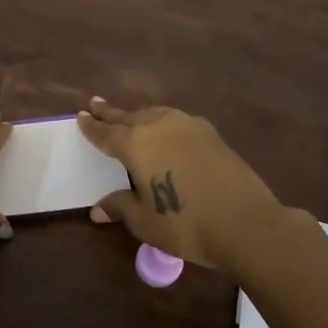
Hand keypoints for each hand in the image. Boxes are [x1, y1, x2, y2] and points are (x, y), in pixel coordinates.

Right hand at [78, 97, 287, 271]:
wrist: (246, 222)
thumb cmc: (186, 224)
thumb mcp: (145, 221)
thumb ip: (120, 207)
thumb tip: (97, 210)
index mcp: (136, 144)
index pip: (106, 133)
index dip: (92, 126)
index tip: (80, 115)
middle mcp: (158, 126)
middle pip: (128, 116)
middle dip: (110, 112)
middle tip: (95, 103)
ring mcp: (187, 125)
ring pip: (154, 113)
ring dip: (137, 114)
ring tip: (129, 115)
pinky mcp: (210, 133)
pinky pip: (175, 119)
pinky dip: (162, 120)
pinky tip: (166, 129)